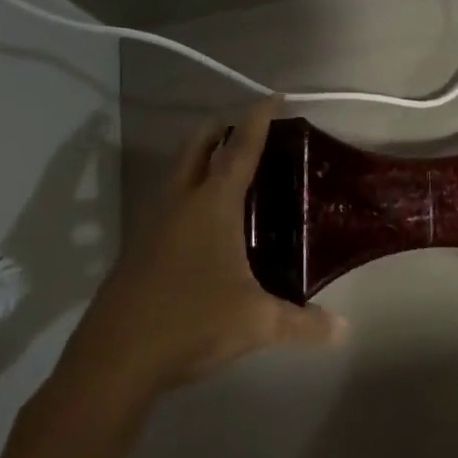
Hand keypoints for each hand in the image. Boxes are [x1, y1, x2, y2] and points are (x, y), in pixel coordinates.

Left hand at [56, 98, 342, 409]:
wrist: (114, 360)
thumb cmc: (191, 322)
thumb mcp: (257, 323)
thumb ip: (304, 323)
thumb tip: (344, 330)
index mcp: (211, 207)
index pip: (239, 150)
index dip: (258, 120)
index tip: (273, 97)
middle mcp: (178, 205)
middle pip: (196, 147)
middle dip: (220, 128)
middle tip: (246, 128)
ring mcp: (151, 225)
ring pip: (175, 173)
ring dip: (199, 159)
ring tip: (228, 169)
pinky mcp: (137, 250)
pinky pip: (166, 203)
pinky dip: (187, 193)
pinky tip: (204, 223)